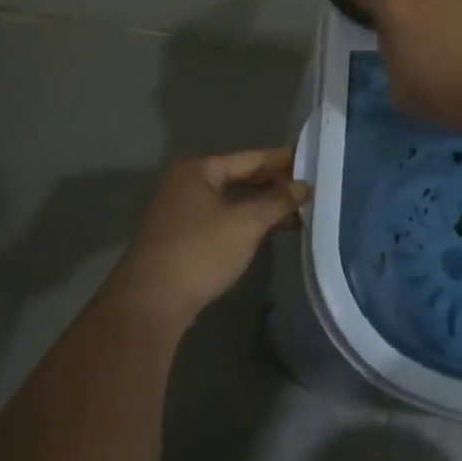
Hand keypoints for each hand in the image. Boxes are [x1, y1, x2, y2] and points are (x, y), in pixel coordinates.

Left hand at [103, 148, 308, 326]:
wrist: (152, 302)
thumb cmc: (200, 252)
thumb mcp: (245, 224)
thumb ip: (277, 201)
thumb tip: (304, 185)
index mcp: (197, 170)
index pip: (249, 158)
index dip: (281, 160)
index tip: (310, 159)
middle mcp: (185, 184)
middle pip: (238, 177)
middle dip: (272, 184)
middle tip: (308, 188)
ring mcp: (180, 212)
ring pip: (230, 201)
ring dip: (261, 206)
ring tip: (296, 212)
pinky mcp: (181, 238)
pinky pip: (221, 220)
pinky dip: (245, 222)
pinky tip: (268, 231)